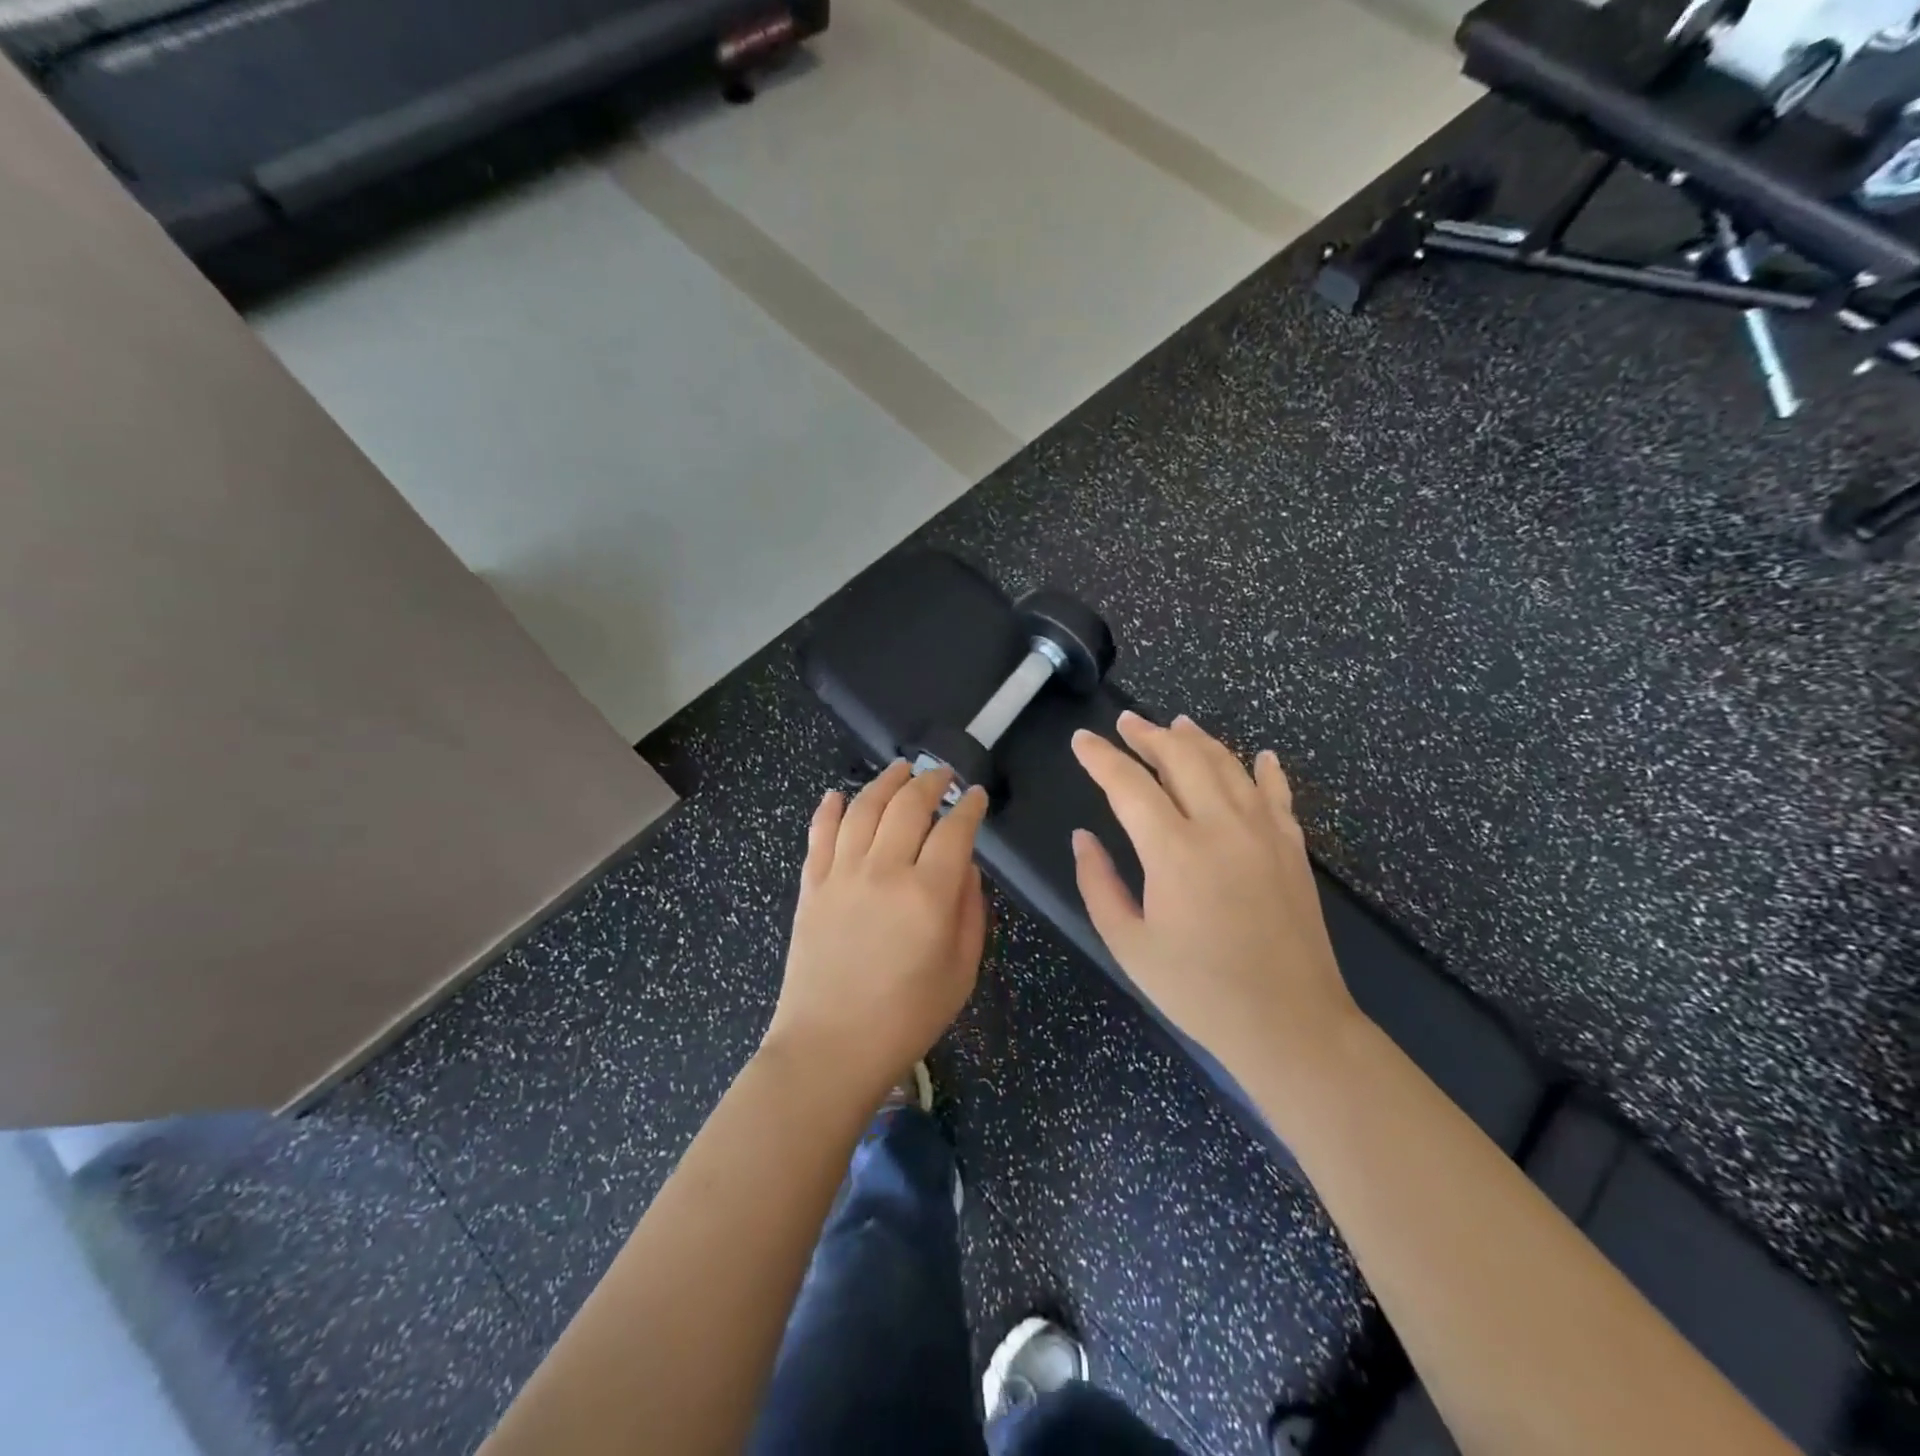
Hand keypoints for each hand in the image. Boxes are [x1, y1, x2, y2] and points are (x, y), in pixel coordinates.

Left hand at [765, 761, 988, 1101]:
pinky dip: (829, 808)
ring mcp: (842, 874)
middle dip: (931, 782)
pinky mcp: (812, 885)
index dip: (969, 807)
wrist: (830, 1047)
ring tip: (900, 769)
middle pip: (909, 806)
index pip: (955, 830)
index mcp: (928, 894)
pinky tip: (838, 794)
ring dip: (885, 782)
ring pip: (864, 808)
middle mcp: (884, 871)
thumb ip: (970, 910)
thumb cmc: (907, 1017)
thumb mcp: (961, 970)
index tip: (977, 796)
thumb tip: (965, 866)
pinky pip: (819, 833)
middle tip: (943, 774)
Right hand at [1070, 713, 1360, 1085]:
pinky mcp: (1293, 848)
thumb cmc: (1199, 990)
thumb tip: (1083, 837)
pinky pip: (1278, 794)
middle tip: (1125, 722)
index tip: (1081, 740)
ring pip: (1228, 765)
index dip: (1101, 758)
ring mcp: (1264, 832)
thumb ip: (1098, 884)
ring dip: (1198, 740)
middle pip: (1182, 758)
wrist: (1290, 1024)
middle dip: (1148, 735)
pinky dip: (1265, 770)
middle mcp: (1221, 826)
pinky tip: (1261, 756)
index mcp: (1174, 850)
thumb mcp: (1129, 944)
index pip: (1129, 785)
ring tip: (1176, 723)